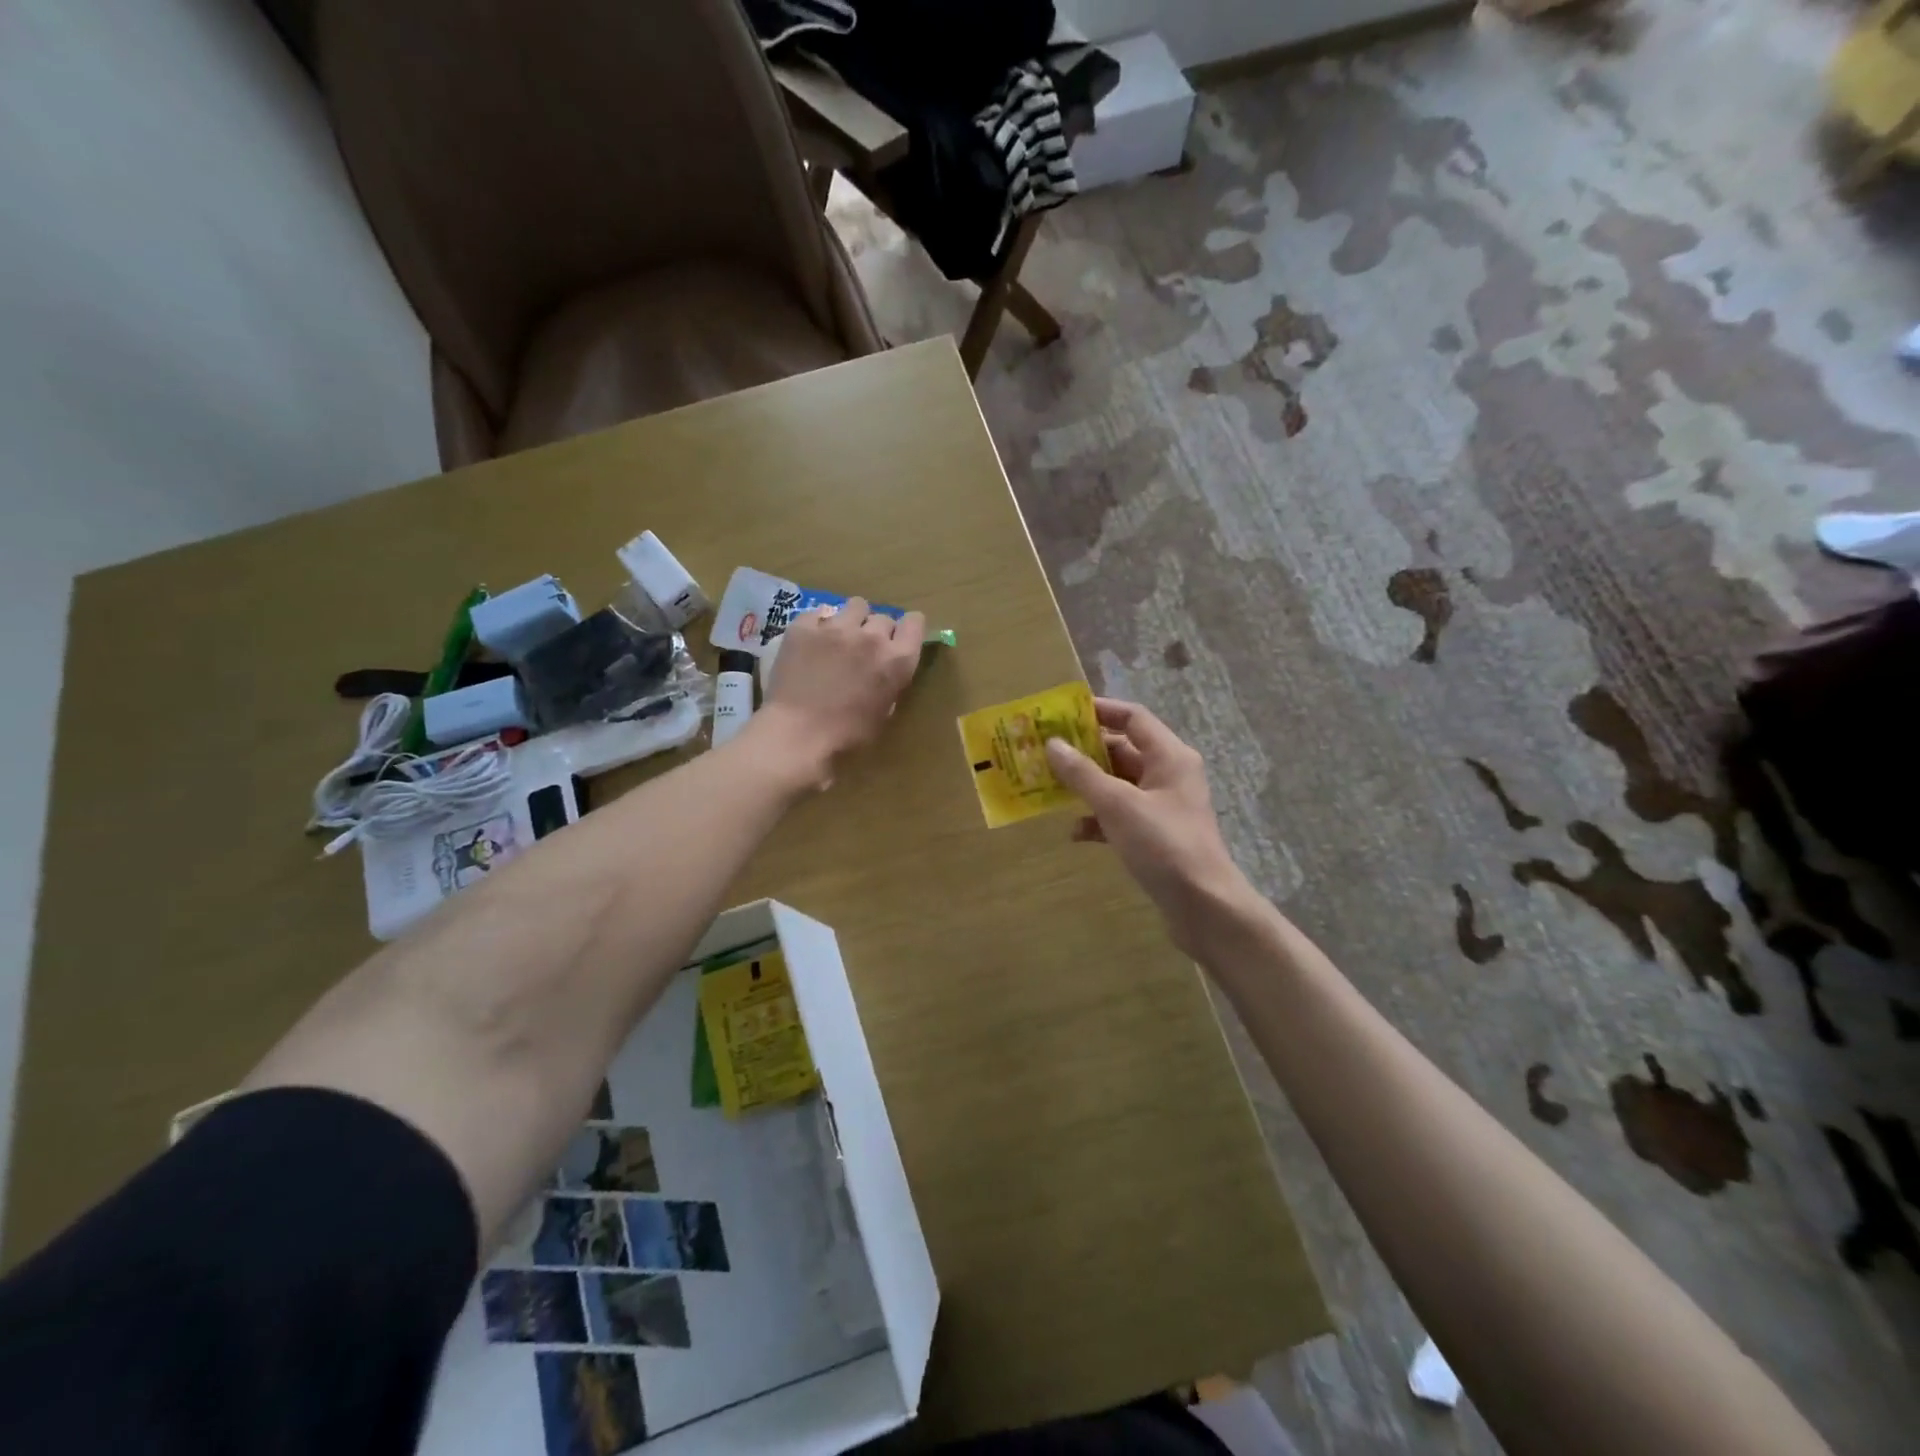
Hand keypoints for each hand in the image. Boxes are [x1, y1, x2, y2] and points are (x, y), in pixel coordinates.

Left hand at [755, 598, 924, 786]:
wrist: (798, 735)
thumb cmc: (847, 737)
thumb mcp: (883, 714)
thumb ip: (889, 685)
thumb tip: (883, 674)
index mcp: (897, 660)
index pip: (914, 622)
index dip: (907, 629)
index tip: (898, 640)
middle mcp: (871, 636)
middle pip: (883, 617)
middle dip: (876, 631)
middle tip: (863, 651)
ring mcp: (836, 627)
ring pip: (854, 606)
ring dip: (851, 620)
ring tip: (838, 639)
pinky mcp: (804, 627)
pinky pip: (818, 614)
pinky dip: (818, 625)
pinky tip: (810, 643)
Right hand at [1045, 698, 1255, 954]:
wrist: (1204, 906)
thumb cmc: (1163, 845)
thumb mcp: (1117, 805)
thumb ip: (1082, 774)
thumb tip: (1053, 744)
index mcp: (1169, 756)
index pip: (1133, 718)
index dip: (1099, 711)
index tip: (1062, 714)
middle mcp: (1169, 775)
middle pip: (1123, 750)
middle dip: (1085, 752)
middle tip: (1046, 752)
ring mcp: (1163, 807)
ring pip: (1118, 785)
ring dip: (1087, 786)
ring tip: (1050, 788)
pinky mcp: (1156, 836)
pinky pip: (1121, 816)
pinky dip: (1098, 820)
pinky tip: (1074, 833)